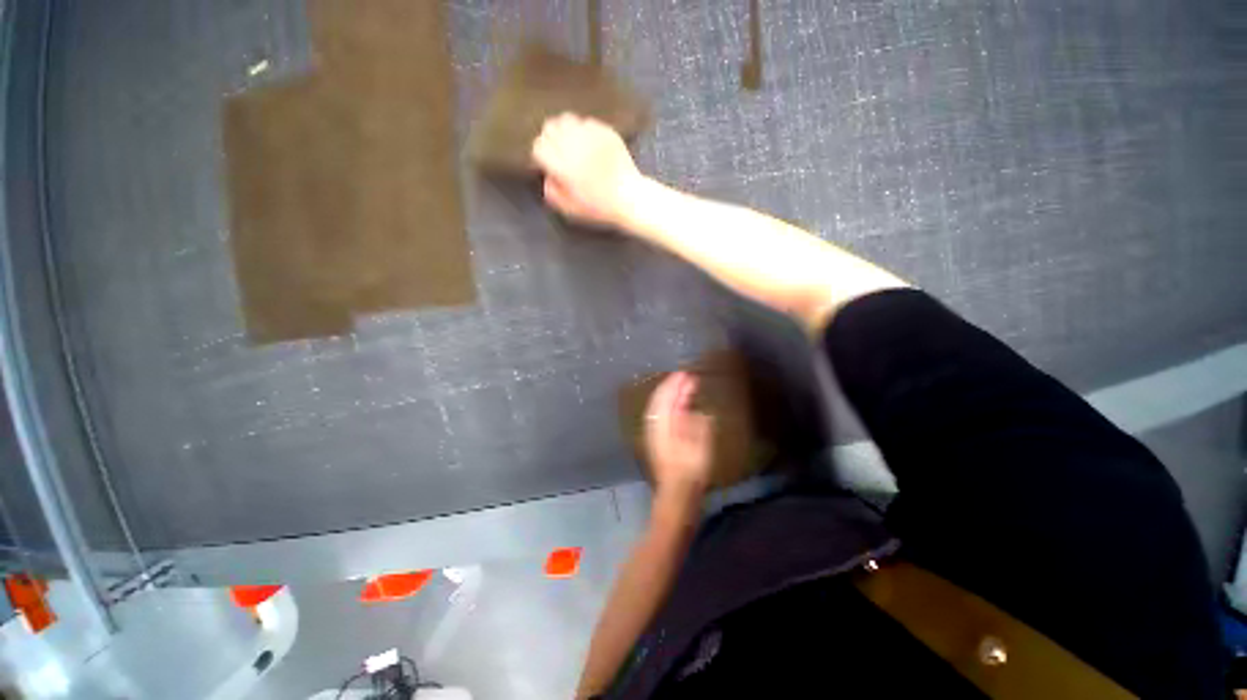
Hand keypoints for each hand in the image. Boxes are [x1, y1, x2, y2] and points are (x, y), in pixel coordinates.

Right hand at [531, 113, 644, 228]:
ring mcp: (591, 136)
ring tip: (572, 144)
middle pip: (549, 128)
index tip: (548, 164)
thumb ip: (553, 193)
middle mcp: (575, 146)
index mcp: (564, 167)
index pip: (539, 146)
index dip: (541, 155)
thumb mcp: (571, 210)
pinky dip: (583, 130)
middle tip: (559, 152)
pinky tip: (589, 144)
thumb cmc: (599, 208)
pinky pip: (586, 121)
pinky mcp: (605, 131)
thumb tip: (547, 176)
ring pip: (566, 119)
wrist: (630, 198)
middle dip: (551, 139)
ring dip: (565, 131)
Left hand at [643, 371, 713, 499]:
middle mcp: (656, 424)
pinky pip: (662, 415)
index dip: (675, 383)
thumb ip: (697, 424)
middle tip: (686, 376)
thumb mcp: (699, 444)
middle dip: (672, 386)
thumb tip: (696, 409)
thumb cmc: (689, 469)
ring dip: (671, 395)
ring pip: (660, 407)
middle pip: (661, 399)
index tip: (686, 372)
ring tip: (683, 387)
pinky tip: (679, 408)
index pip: (666, 396)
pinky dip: (670, 406)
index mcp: (663, 422)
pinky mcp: (660, 441)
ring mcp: (656, 433)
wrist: (676, 494)